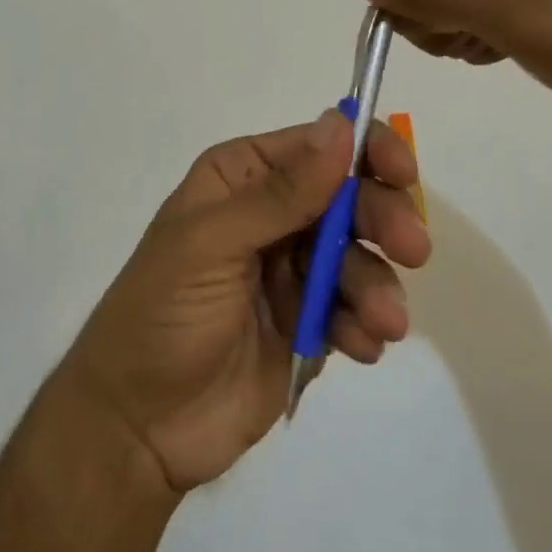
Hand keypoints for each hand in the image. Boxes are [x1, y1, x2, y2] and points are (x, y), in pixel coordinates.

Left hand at [60, 111, 429, 492]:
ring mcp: (291, 271)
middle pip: (349, 199)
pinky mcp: (307, 323)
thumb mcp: (213, 243)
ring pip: (358, 258)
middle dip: (382, 222)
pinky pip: (353, 310)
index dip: (365, 151)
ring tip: (382, 323)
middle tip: (413, 250)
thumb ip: (282, 192)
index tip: (403, 175)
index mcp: (242, 179)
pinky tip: (360, 346)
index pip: (317, 146)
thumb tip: (340, 124)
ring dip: (378, 285)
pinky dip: (365, 324)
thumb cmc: (163, 315)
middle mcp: (271, 215)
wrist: (138, 427)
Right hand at [336, 0, 551, 117]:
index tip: (442, 42)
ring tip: (511, 48)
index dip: (399, 9)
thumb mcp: (511, 11)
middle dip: (433, 24)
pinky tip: (518, 50)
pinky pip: (482, 13)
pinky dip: (487, 39)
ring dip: (460, 35)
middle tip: (486, 43)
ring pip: (446, 2)